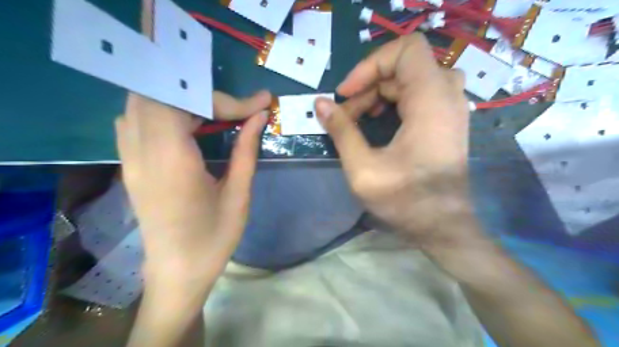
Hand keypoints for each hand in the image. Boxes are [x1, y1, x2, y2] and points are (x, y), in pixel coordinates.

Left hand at [115, 89, 270, 286]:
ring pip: (143, 103)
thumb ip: (246, 150)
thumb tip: (260, 116)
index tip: (259, 104)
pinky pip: (136, 119)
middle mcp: (141, 153)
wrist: (177, 272)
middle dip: (201, 94)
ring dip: (181, 100)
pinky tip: (187, 126)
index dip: (225, 99)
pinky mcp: (129, 164)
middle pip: (157, 93)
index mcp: (172, 162)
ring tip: (214, 115)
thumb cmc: (214, 238)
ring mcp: (129, 158)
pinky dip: (163, 111)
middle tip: (233, 110)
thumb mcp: (238, 194)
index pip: (186, 103)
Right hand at [316, 32, 472, 243]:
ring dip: (381, 92)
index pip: (406, 49)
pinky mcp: (447, 120)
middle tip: (347, 113)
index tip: (347, 93)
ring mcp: (451, 108)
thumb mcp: (362, 167)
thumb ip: (341, 130)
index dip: (371, 65)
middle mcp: (448, 96)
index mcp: (431, 101)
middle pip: (404, 66)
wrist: (443, 226)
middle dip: (370, 85)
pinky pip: (420, 94)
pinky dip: (395, 101)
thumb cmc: (404, 200)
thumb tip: (320, 104)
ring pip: (411, 79)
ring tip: (360, 118)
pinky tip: (380, 123)